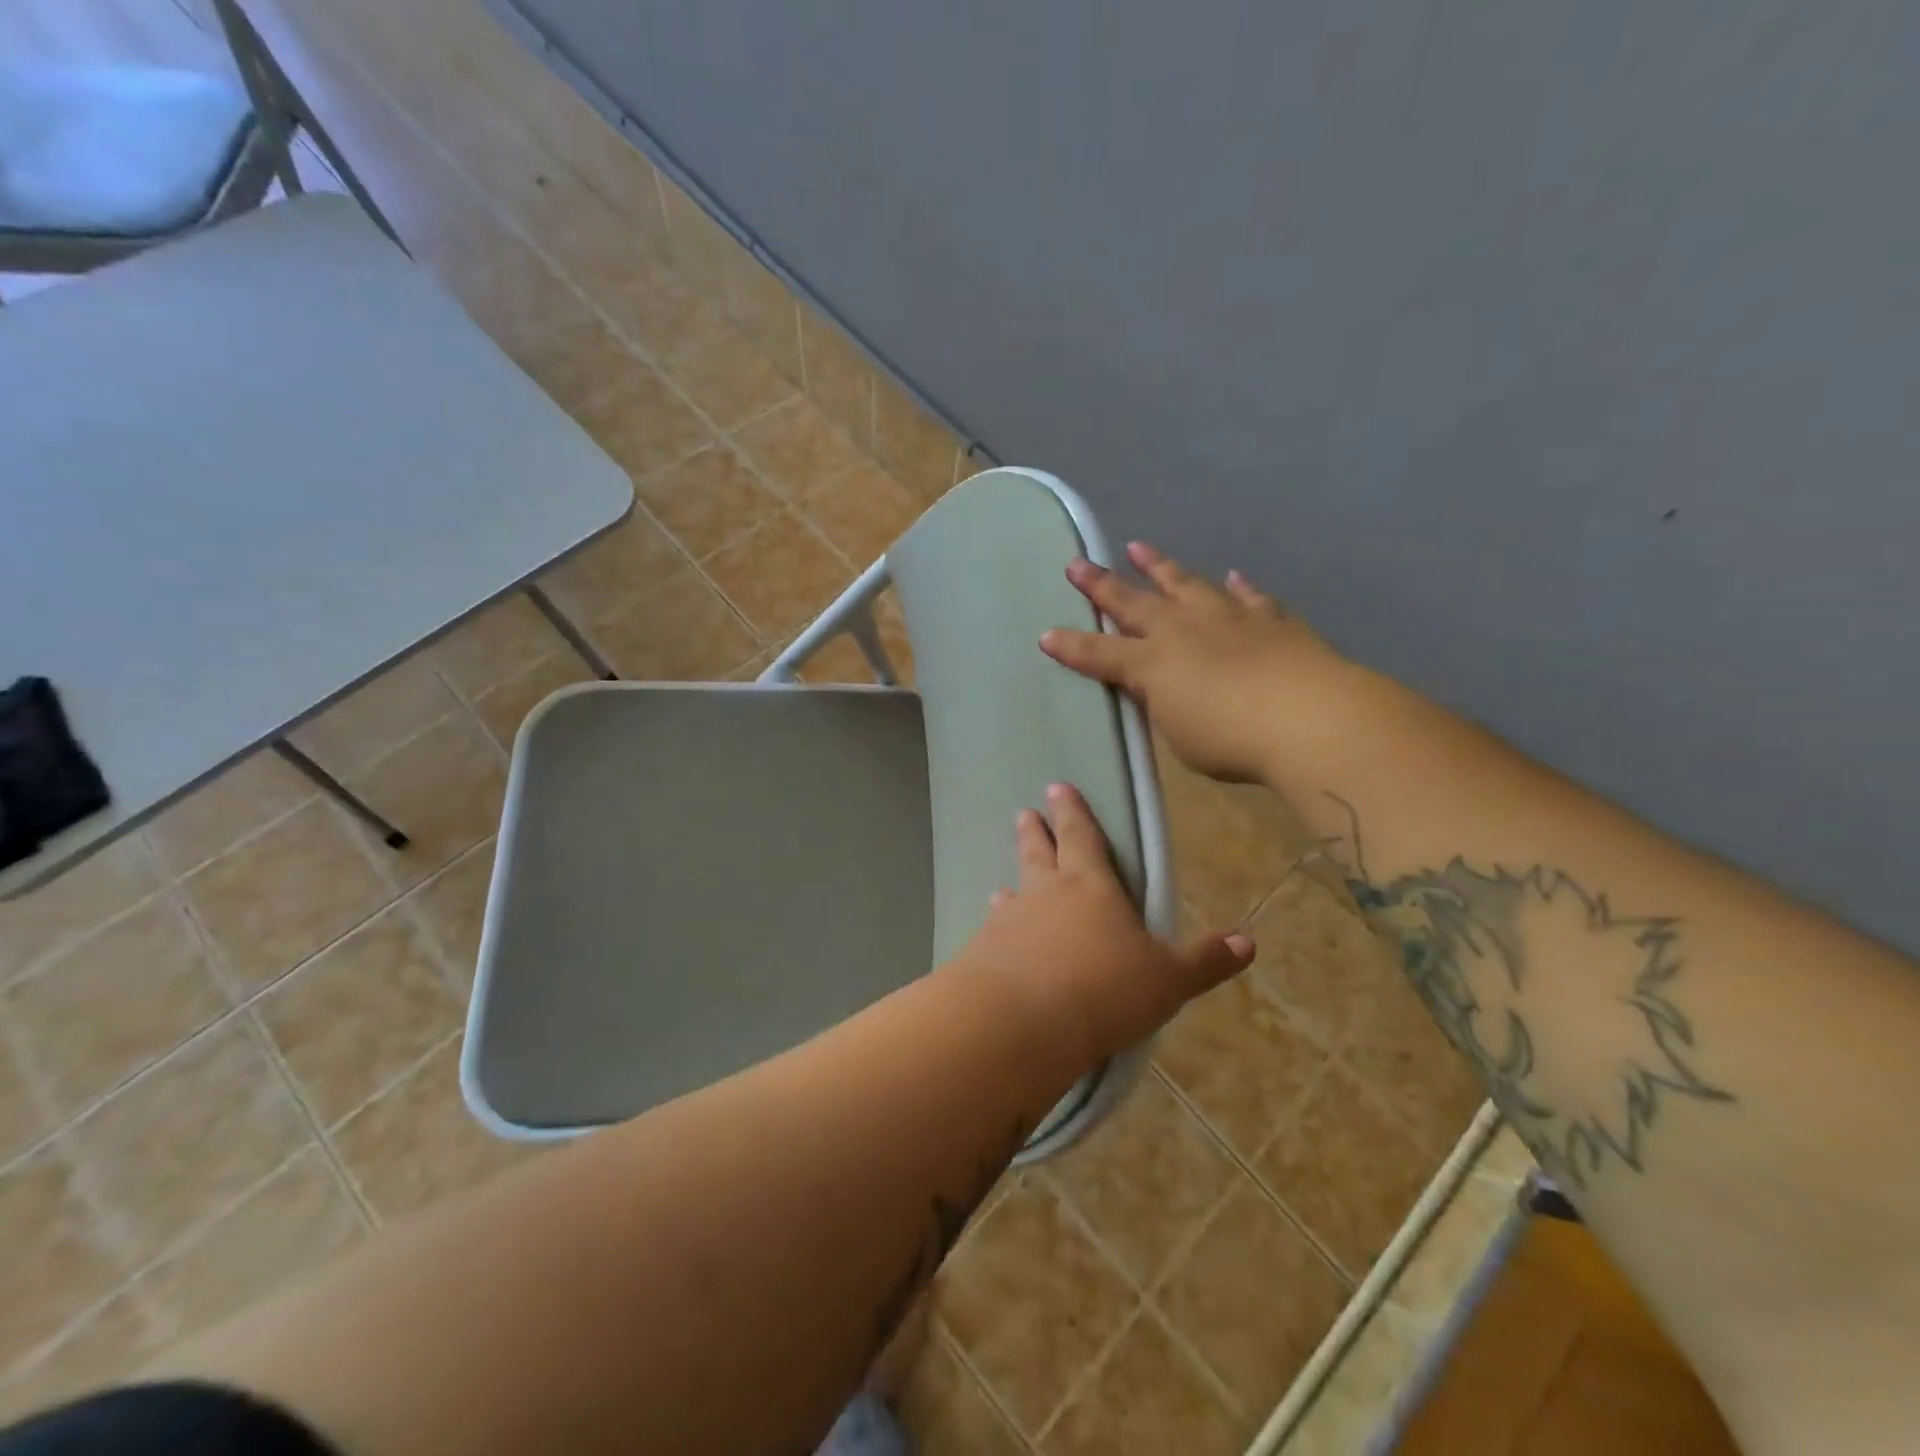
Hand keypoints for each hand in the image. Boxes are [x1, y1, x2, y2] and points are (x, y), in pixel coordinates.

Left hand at [957, 782, 1253, 1061]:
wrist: (1021, 1022)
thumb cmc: (1103, 990)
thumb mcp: (1167, 979)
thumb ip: (1203, 961)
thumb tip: (1248, 941)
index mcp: (1090, 887)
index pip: (1082, 838)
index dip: (1072, 812)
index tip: (1057, 788)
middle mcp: (1045, 894)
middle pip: (1039, 854)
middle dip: (1035, 833)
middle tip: (1025, 813)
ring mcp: (1009, 922)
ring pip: (1012, 893)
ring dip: (1012, 884)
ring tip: (1003, 885)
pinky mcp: (983, 953)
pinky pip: (992, 932)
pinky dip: (995, 930)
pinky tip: (990, 938)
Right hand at [1040, 541, 1354, 782]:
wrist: (1310, 719)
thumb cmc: (1232, 740)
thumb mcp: (1181, 736)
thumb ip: (1165, 707)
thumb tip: (1160, 690)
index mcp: (1153, 664)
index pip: (1099, 654)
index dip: (1071, 647)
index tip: (1046, 635)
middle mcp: (1183, 630)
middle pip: (1133, 602)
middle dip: (1101, 585)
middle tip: (1077, 564)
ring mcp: (1227, 618)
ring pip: (1185, 584)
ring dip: (1160, 567)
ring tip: (1140, 548)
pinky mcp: (1270, 620)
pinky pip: (1249, 597)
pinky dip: (1238, 587)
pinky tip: (1233, 577)